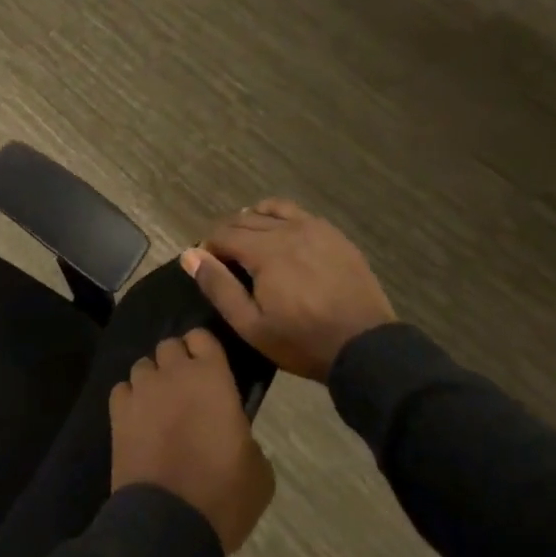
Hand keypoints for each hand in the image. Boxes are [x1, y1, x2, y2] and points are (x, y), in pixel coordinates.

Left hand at [109, 330, 274, 554]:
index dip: (203, 350)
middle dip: (175, 362)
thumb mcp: (259, 470)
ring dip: (152, 380)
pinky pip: (122, 390)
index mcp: (213, 377)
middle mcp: (174, 373)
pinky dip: (129, 400)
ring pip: (143, 366)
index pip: (202, 337)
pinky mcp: (117, 413)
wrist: (171, 525)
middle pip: (168, 346)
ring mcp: (142, 391)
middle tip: (185, 390)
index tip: (208, 369)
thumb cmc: (224, 495)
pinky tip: (137, 421)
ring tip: (158, 406)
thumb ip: (245, 436)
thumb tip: (235, 434)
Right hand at [184, 199, 396, 381]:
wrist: (365, 346)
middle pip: (244, 220)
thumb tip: (190, 255)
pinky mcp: (333, 234)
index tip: (207, 267)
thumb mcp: (251, 325)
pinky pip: (297, 213)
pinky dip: (279, 217)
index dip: (208, 248)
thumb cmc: (302, 340)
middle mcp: (287, 229)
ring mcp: (314, 227)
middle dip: (227, 236)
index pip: (223, 234)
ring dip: (252, 221)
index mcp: (264, 250)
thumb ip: (218, 287)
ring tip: (249, 244)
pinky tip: (280, 235)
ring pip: (270, 210)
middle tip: (225, 261)